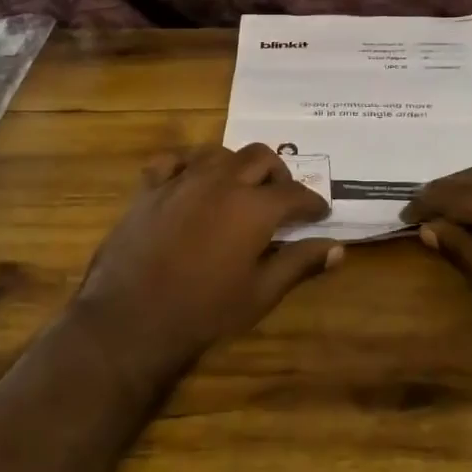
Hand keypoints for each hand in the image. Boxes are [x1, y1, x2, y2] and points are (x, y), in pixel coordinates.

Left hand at [72, 144, 339, 375]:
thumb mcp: (260, 293)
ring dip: (236, 165)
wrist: (132, 319)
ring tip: (239, 188)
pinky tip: (191, 181)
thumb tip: (338, 249)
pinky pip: (173, 160)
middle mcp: (221, 181)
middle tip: (281, 198)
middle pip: (260, 157)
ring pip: (219, 152)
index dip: (312, 203)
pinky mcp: (150, 188)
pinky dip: (188, 165)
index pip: (295, 193)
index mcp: (253, 207)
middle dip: (278, 174)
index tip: (319, 214)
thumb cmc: (204, 311)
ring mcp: (182, 180)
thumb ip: (299, 263)